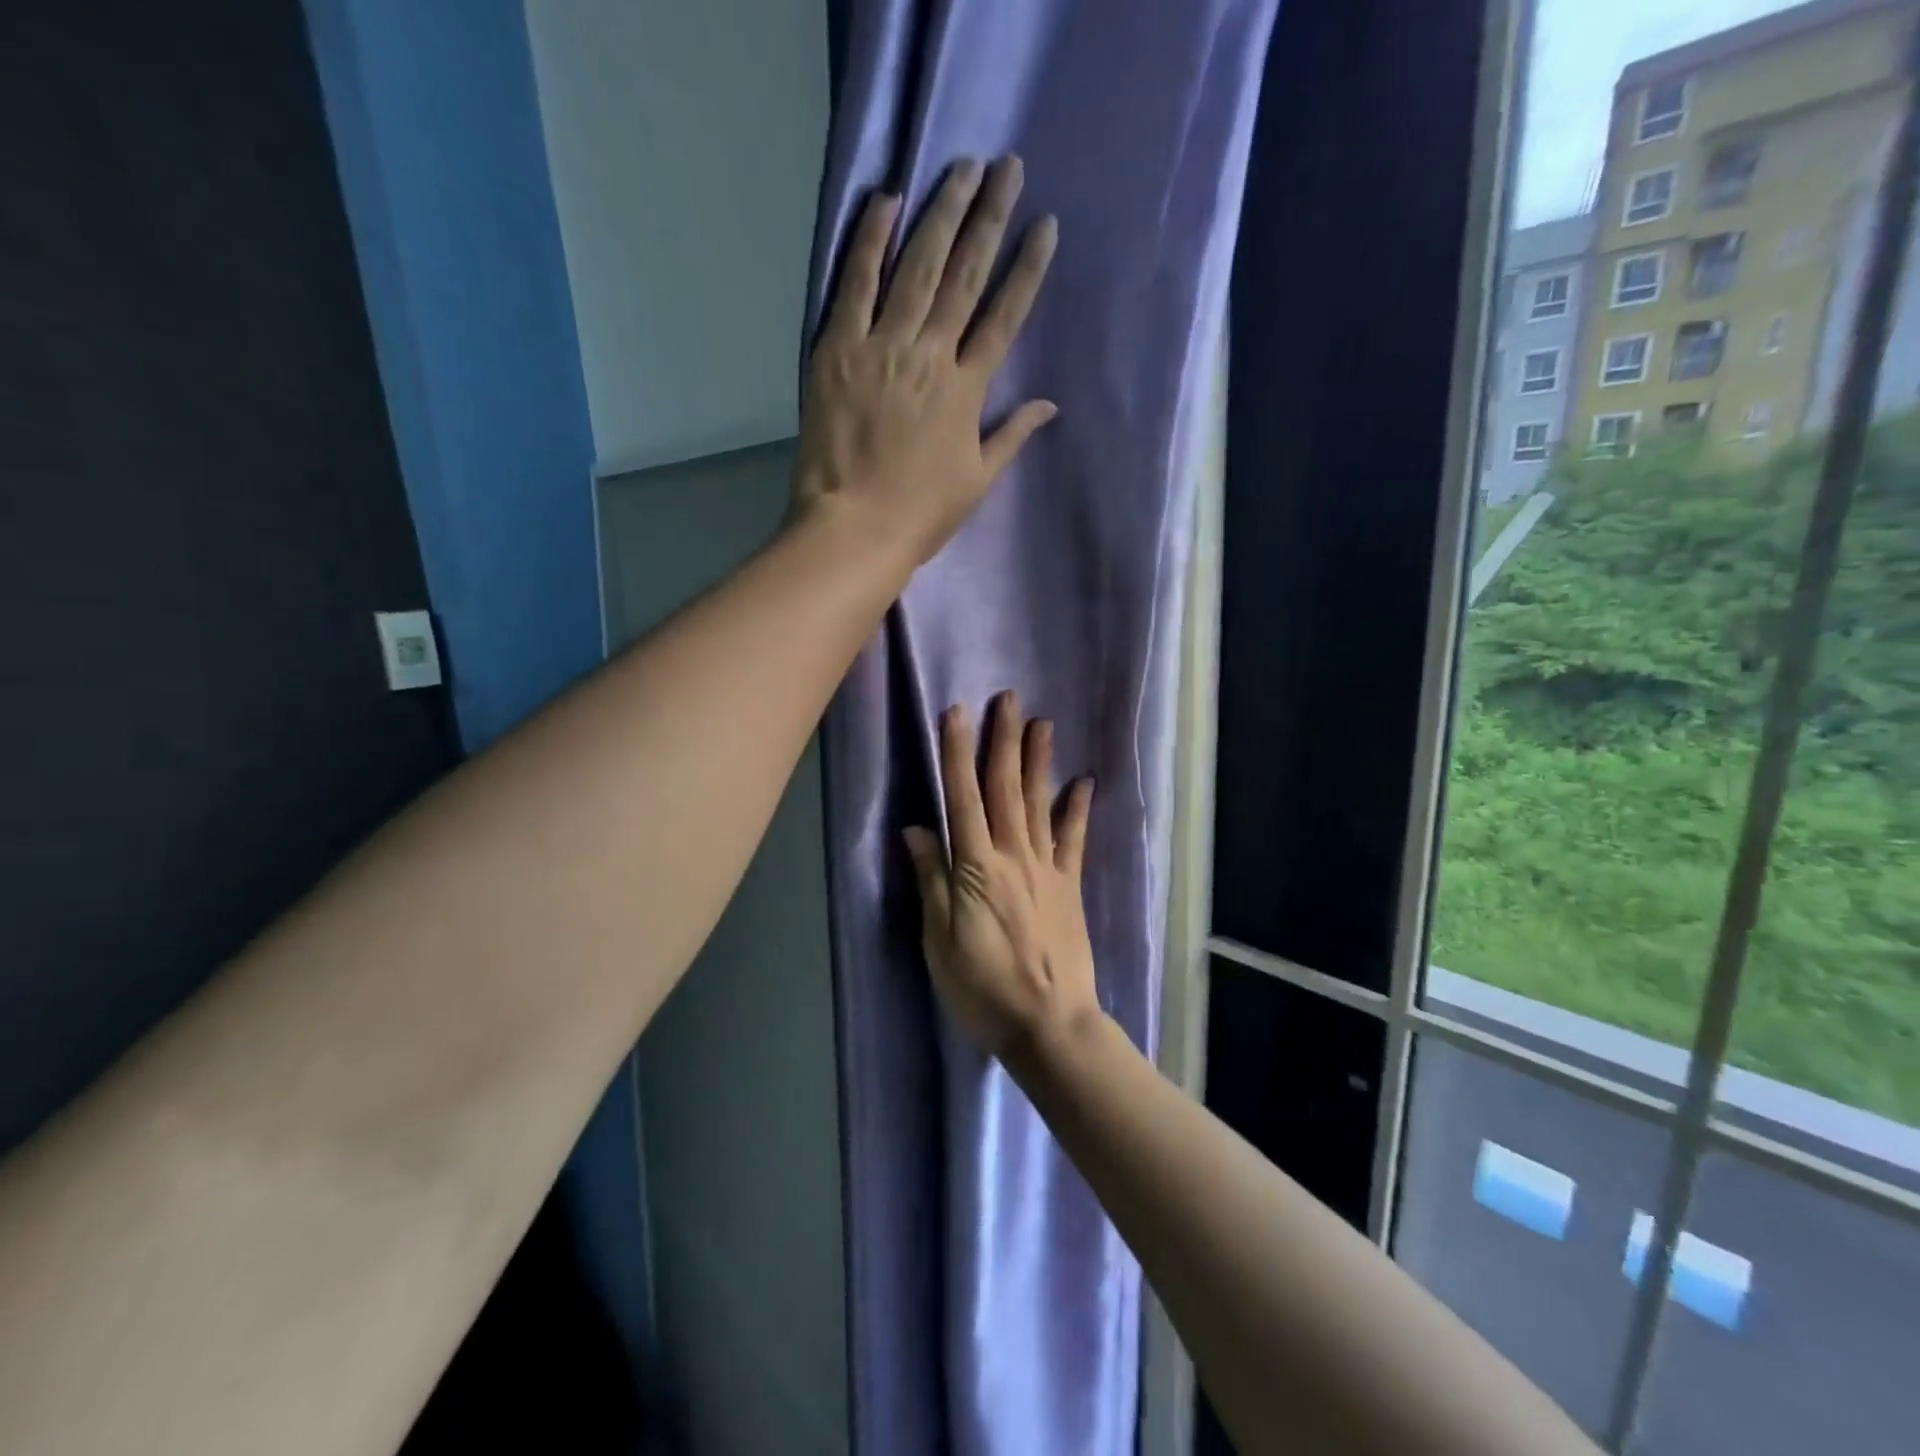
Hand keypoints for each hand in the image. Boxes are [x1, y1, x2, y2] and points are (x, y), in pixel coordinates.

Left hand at [794, 156, 1058, 565]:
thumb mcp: (976, 481)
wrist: (855, 529)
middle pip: (964, 277)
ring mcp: (881, 347)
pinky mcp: (837, 350)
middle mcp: (929, 356)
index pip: (1004, 318)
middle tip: (1006, 167)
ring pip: (916, 268)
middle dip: (988, 218)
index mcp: (966, 391)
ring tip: (960, 167)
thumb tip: (1049, 405)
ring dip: (940, 213)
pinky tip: (886, 200)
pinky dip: (870, 240)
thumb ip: (1010, 436)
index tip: (1045, 226)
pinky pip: (855, 284)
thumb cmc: (920, 514)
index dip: (1027, 270)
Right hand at [904, 692, 1099, 1059]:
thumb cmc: (982, 988)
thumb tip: (917, 829)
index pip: (962, 798)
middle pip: (1004, 790)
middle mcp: (1012, 857)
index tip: (957, 713)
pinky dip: (1077, 810)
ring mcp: (1046, 870)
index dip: (957, 753)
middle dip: (1002, 742)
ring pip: (1038, 805)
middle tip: (1008, 699)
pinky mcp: (1069, 888)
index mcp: (975, 868)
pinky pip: (1073, 841)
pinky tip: (1084, 782)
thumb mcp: (939, 940)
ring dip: (1038, 762)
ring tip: (1041, 723)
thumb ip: (931, 880)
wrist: (1048, 1024)